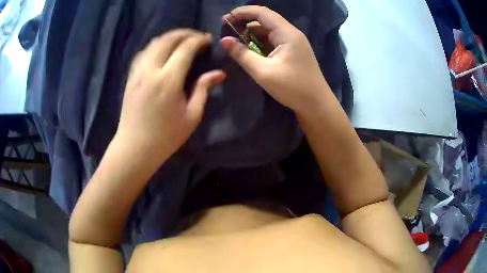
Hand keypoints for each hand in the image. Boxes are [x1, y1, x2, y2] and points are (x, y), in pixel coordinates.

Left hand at [116, 29, 225, 160]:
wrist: (135, 147)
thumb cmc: (166, 136)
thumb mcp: (191, 116)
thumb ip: (203, 90)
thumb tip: (218, 74)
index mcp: (168, 80)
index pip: (185, 48)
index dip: (199, 40)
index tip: (208, 40)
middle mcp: (151, 70)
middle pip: (168, 39)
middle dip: (185, 33)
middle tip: (197, 37)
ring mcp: (138, 72)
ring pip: (154, 42)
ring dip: (170, 37)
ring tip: (182, 41)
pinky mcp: (131, 76)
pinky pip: (144, 52)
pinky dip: (156, 45)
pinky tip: (163, 51)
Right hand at [221, 6, 330, 113]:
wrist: (316, 105)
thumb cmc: (293, 88)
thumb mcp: (264, 72)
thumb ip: (242, 55)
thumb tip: (224, 40)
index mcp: (287, 33)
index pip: (262, 13)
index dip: (242, 12)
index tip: (225, 18)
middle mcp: (291, 33)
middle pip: (265, 20)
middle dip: (244, 22)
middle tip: (225, 31)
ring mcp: (292, 42)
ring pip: (268, 31)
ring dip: (251, 33)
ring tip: (233, 40)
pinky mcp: (292, 51)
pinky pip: (272, 41)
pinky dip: (259, 42)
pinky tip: (248, 49)